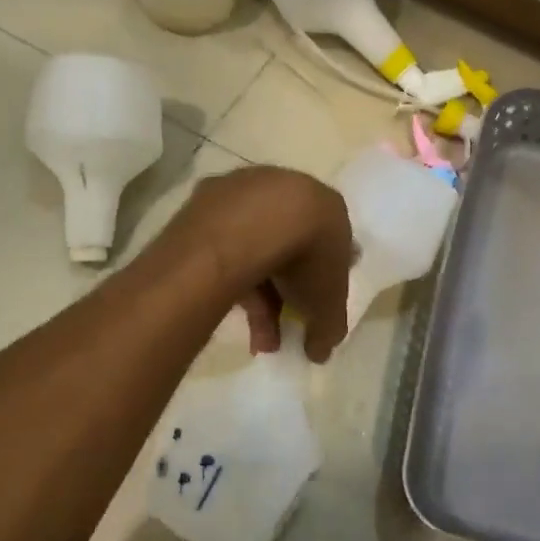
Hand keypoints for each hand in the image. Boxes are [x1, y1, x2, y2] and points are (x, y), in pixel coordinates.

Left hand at [164, 166, 352, 362]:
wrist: (250, 227)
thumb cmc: (305, 256)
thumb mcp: (328, 300)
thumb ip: (329, 326)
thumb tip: (320, 352)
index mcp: (326, 205)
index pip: (332, 243)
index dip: (325, 277)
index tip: (315, 305)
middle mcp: (287, 188)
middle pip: (289, 247)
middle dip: (286, 296)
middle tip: (279, 332)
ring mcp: (244, 191)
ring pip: (254, 248)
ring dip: (258, 297)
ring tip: (255, 339)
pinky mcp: (207, 198)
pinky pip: (224, 244)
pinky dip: (229, 277)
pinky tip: (228, 309)